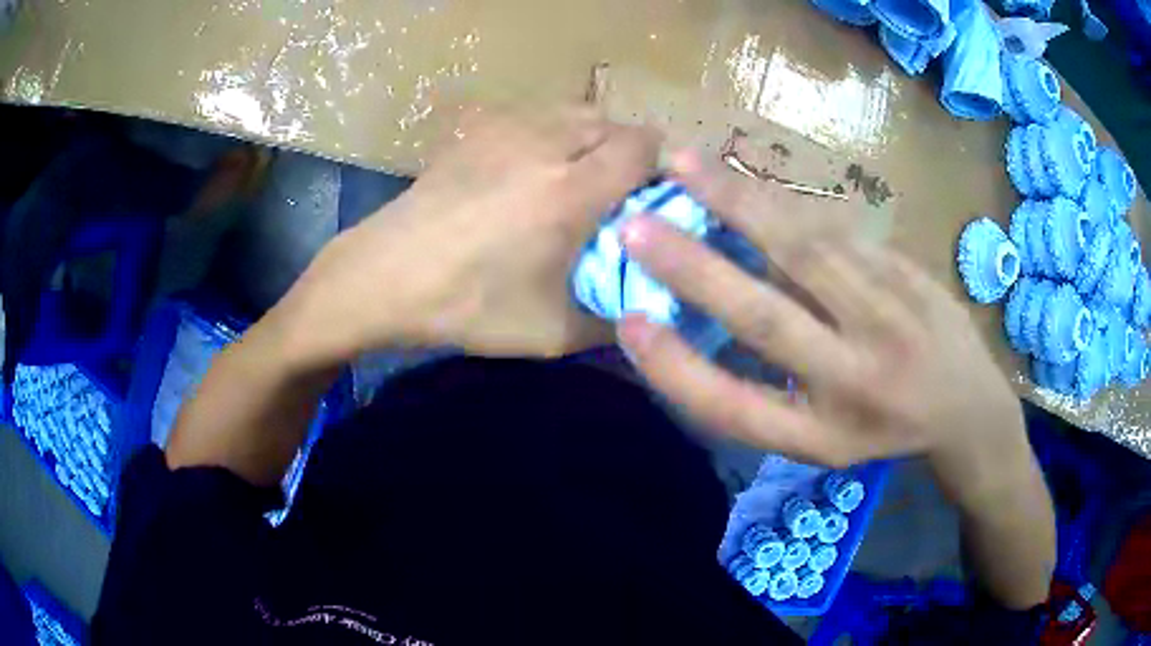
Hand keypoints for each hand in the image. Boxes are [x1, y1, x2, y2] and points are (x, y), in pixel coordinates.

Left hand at [285, 107, 661, 363]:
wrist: (384, 277)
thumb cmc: (465, 306)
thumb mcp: (550, 334)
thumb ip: (612, 322)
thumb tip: (648, 314)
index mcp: (571, 190)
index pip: (643, 146)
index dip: (663, 164)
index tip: (662, 194)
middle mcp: (546, 145)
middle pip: (613, 122)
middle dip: (629, 152)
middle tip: (623, 193)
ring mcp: (506, 130)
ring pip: (575, 112)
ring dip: (593, 137)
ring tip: (583, 176)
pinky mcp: (477, 132)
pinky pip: (537, 116)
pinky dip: (555, 133)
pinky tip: (536, 168)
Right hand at [616, 151, 1029, 493]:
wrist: (969, 406)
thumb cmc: (883, 428)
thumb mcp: (824, 438)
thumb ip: (770, 390)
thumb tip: (709, 313)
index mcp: (822, 433)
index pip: (735, 408)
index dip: (677, 371)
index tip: (627, 324)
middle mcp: (852, 378)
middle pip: (765, 316)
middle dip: (693, 268)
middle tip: (633, 223)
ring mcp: (886, 318)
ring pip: (803, 250)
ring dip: (737, 203)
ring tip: (683, 161)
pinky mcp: (904, 272)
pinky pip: (833, 230)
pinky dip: (781, 200)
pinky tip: (742, 173)